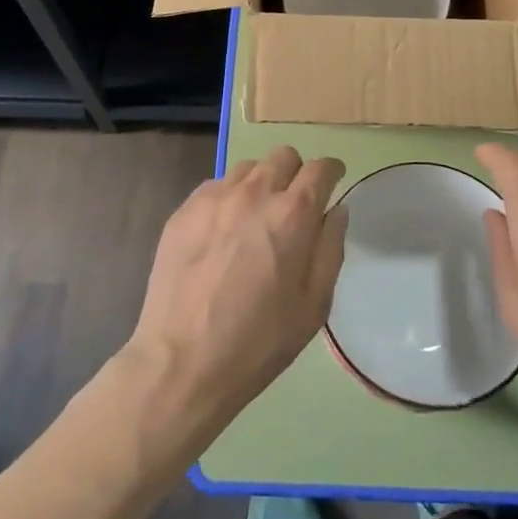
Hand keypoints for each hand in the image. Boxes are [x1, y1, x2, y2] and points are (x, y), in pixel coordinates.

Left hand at [127, 146, 347, 423]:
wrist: (181, 362)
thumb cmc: (259, 341)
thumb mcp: (314, 305)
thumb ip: (330, 249)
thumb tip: (336, 210)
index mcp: (293, 214)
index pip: (321, 169)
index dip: (332, 172)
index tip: (332, 181)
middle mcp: (255, 192)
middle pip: (284, 156)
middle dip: (296, 173)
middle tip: (292, 205)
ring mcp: (215, 197)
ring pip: (248, 167)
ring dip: (260, 183)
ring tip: (254, 219)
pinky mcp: (185, 209)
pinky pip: (216, 186)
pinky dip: (228, 198)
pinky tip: (222, 232)